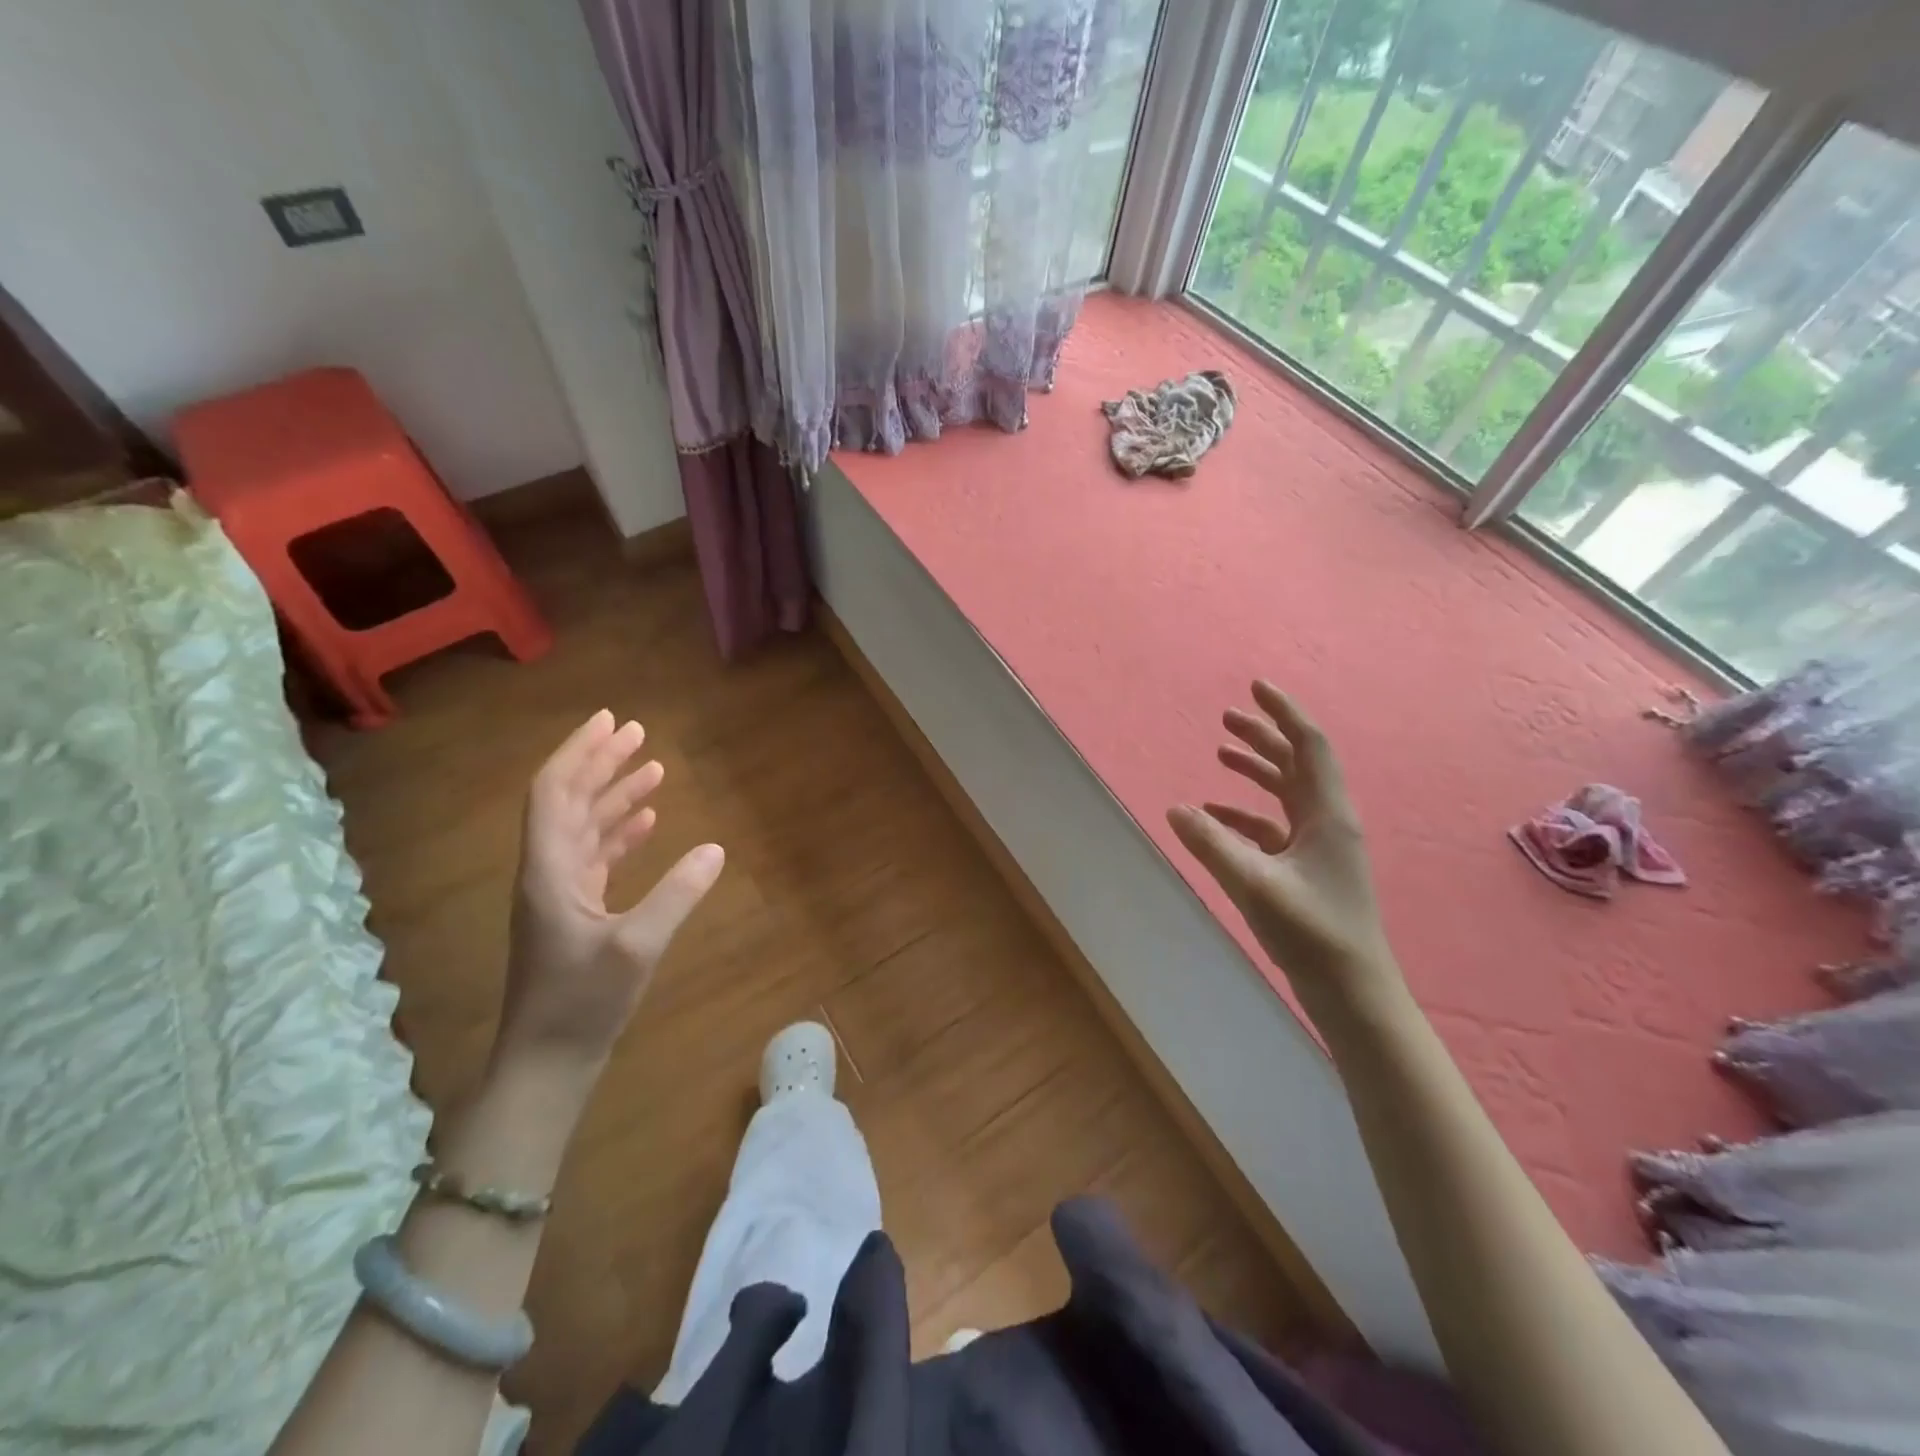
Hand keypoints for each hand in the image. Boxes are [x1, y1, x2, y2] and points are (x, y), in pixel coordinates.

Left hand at [497, 710, 723, 1076]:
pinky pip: (597, 856)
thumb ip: (677, 895)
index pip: (555, 792)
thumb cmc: (582, 1004)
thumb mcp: (636, 948)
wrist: (547, 1063)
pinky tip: (648, 823)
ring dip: (614, 795)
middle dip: (601, 763)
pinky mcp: (575, 912)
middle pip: (569, 801)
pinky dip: (621, 833)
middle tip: (637, 732)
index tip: (611, 721)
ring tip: (652, 768)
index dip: (580, 753)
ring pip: (585, 827)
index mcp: (549, 870)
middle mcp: (549, 871)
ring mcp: (561, 893)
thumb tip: (716, 849)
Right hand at [1167, 682, 1399, 1000]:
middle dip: (1263, 737)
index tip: (1256, 687)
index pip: (1308, 746)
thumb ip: (1212, 845)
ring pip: (1285, 793)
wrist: (1352, 992)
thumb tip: (1176, 809)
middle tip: (1227, 718)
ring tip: (1221, 754)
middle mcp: (1326, 821)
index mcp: (1326, 814)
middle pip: (1296, 763)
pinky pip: (1273, 827)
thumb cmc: (1312, 932)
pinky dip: (1244, 814)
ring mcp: (1318, 847)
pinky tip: (1214, 817)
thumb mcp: (1254, 884)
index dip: (1283, 713)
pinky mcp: (1306, 869)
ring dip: (1255, 771)